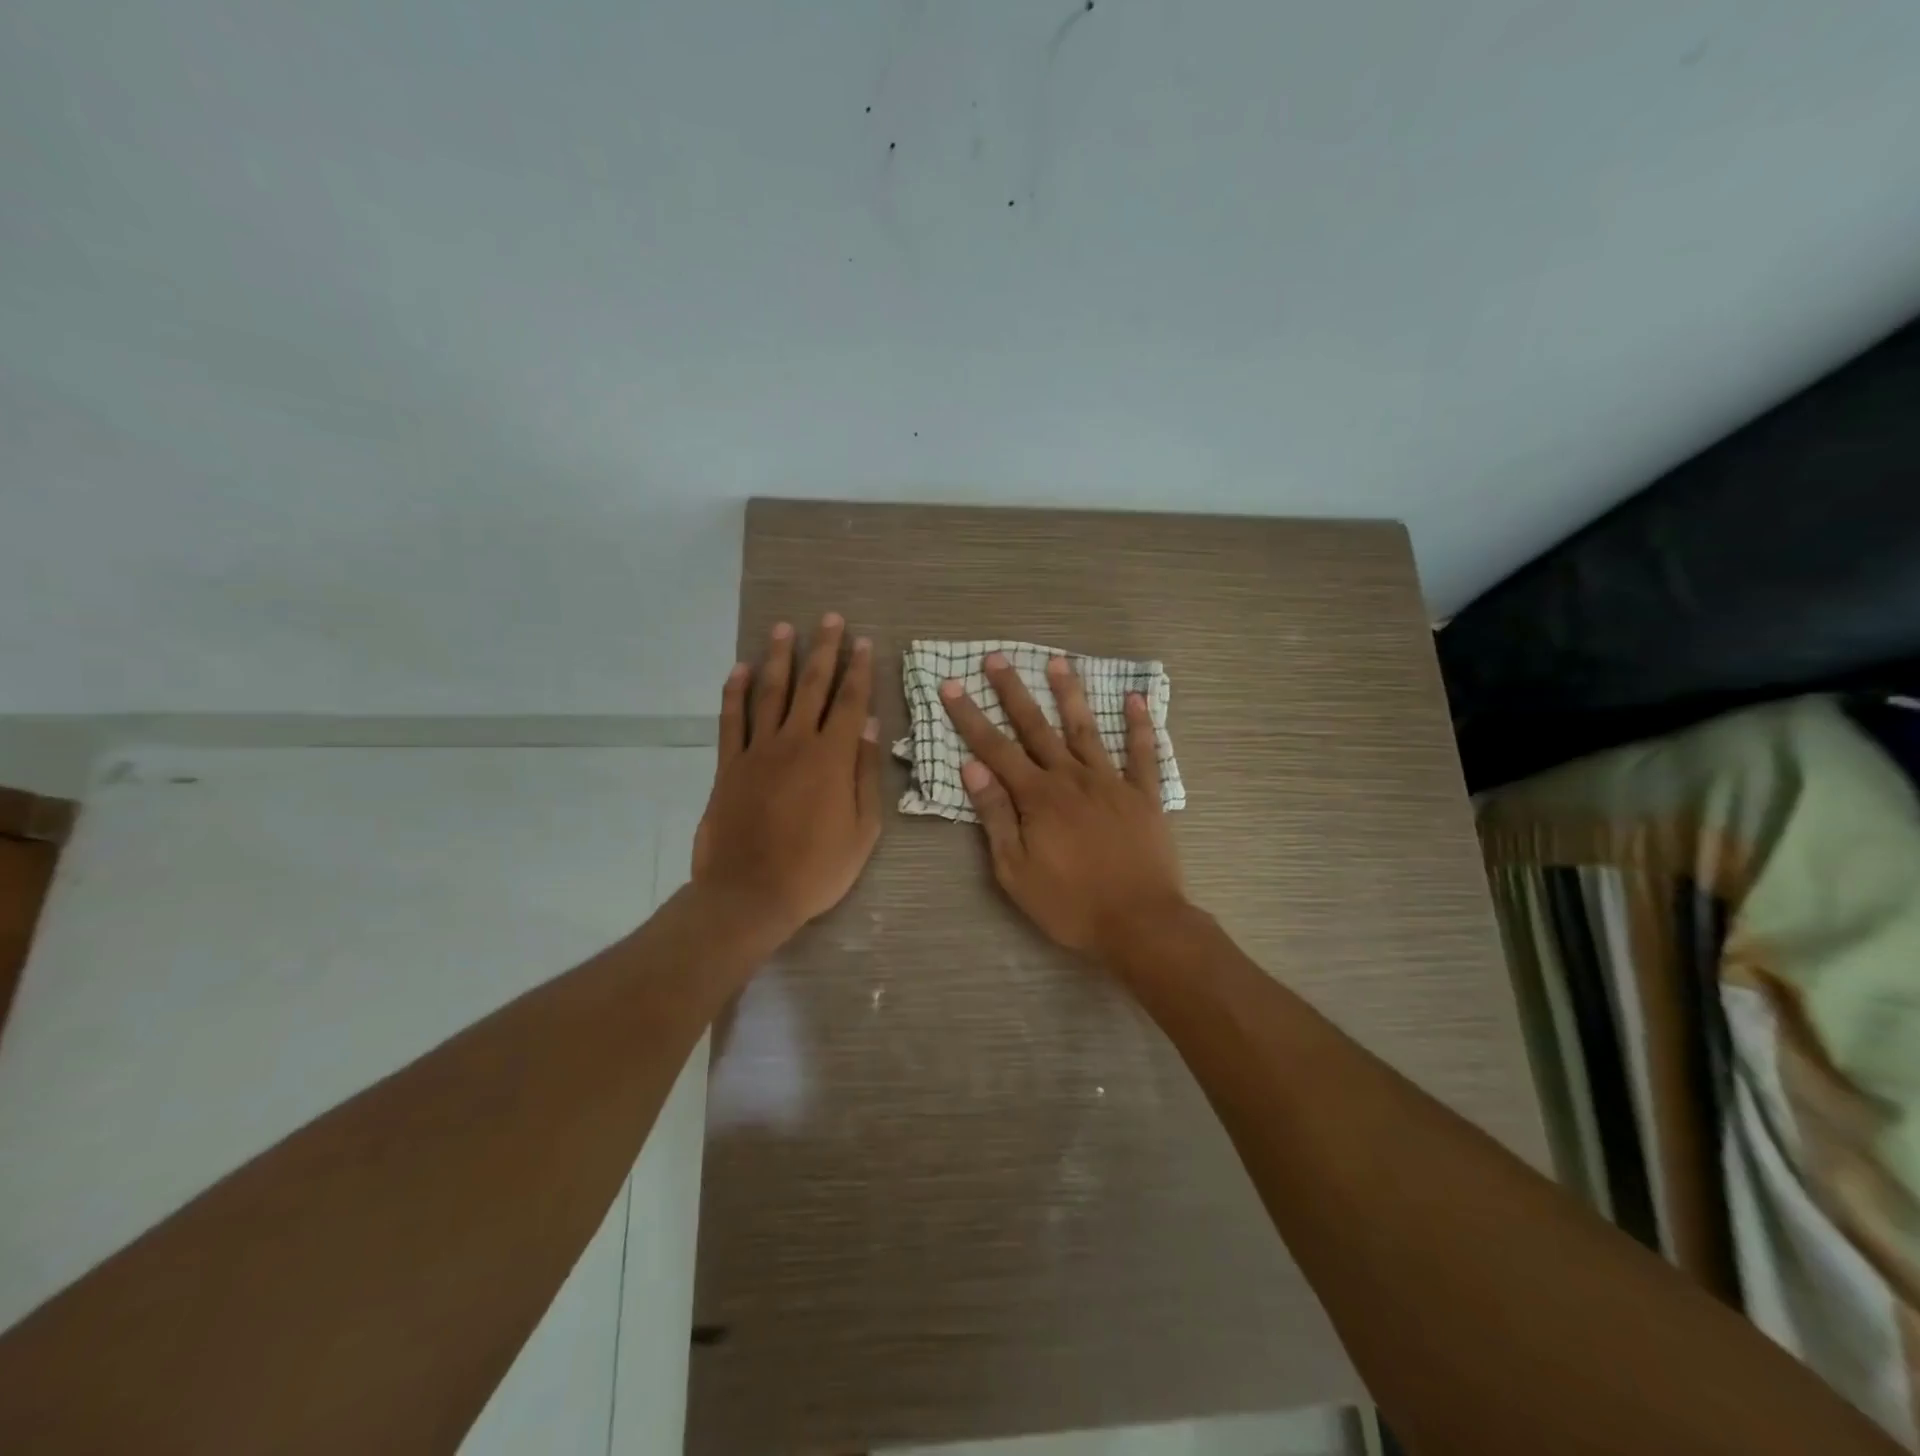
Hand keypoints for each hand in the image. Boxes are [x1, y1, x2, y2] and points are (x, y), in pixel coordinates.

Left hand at [693, 614, 881, 940]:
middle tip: (830, 619)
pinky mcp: (728, 765)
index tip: (863, 642)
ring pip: (769, 693)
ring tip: (784, 628)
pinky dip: (734, 692)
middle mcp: (794, 742)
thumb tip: (868, 726)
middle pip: (811, 686)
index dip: (858, 670)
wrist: (750, 894)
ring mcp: (757, 751)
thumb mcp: (862, 830)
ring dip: (779, 658)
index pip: (849, 702)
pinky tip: (738, 669)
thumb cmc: (816, 869)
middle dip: (823, 650)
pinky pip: (731, 720)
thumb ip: (865, 775)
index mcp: (832, 758)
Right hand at [941, 652, 1186, 958]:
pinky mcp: (1144, 795)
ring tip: (1058, 662)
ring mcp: (1111, 783)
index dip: (970, 716)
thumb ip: (996, 816)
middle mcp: (1072, 778)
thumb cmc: (1070, 904)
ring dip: (1070, 694)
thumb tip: (972, 768)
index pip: (995, 749)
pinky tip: (1135, 698)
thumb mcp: (1016, 870)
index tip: (952, 685)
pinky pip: (1143, 753)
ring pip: (1086, 730)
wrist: (1140, 923)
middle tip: (997, 658)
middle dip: (1013, 692)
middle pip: (1037, 727)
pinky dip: (1140, 725)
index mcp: (1038, 797)